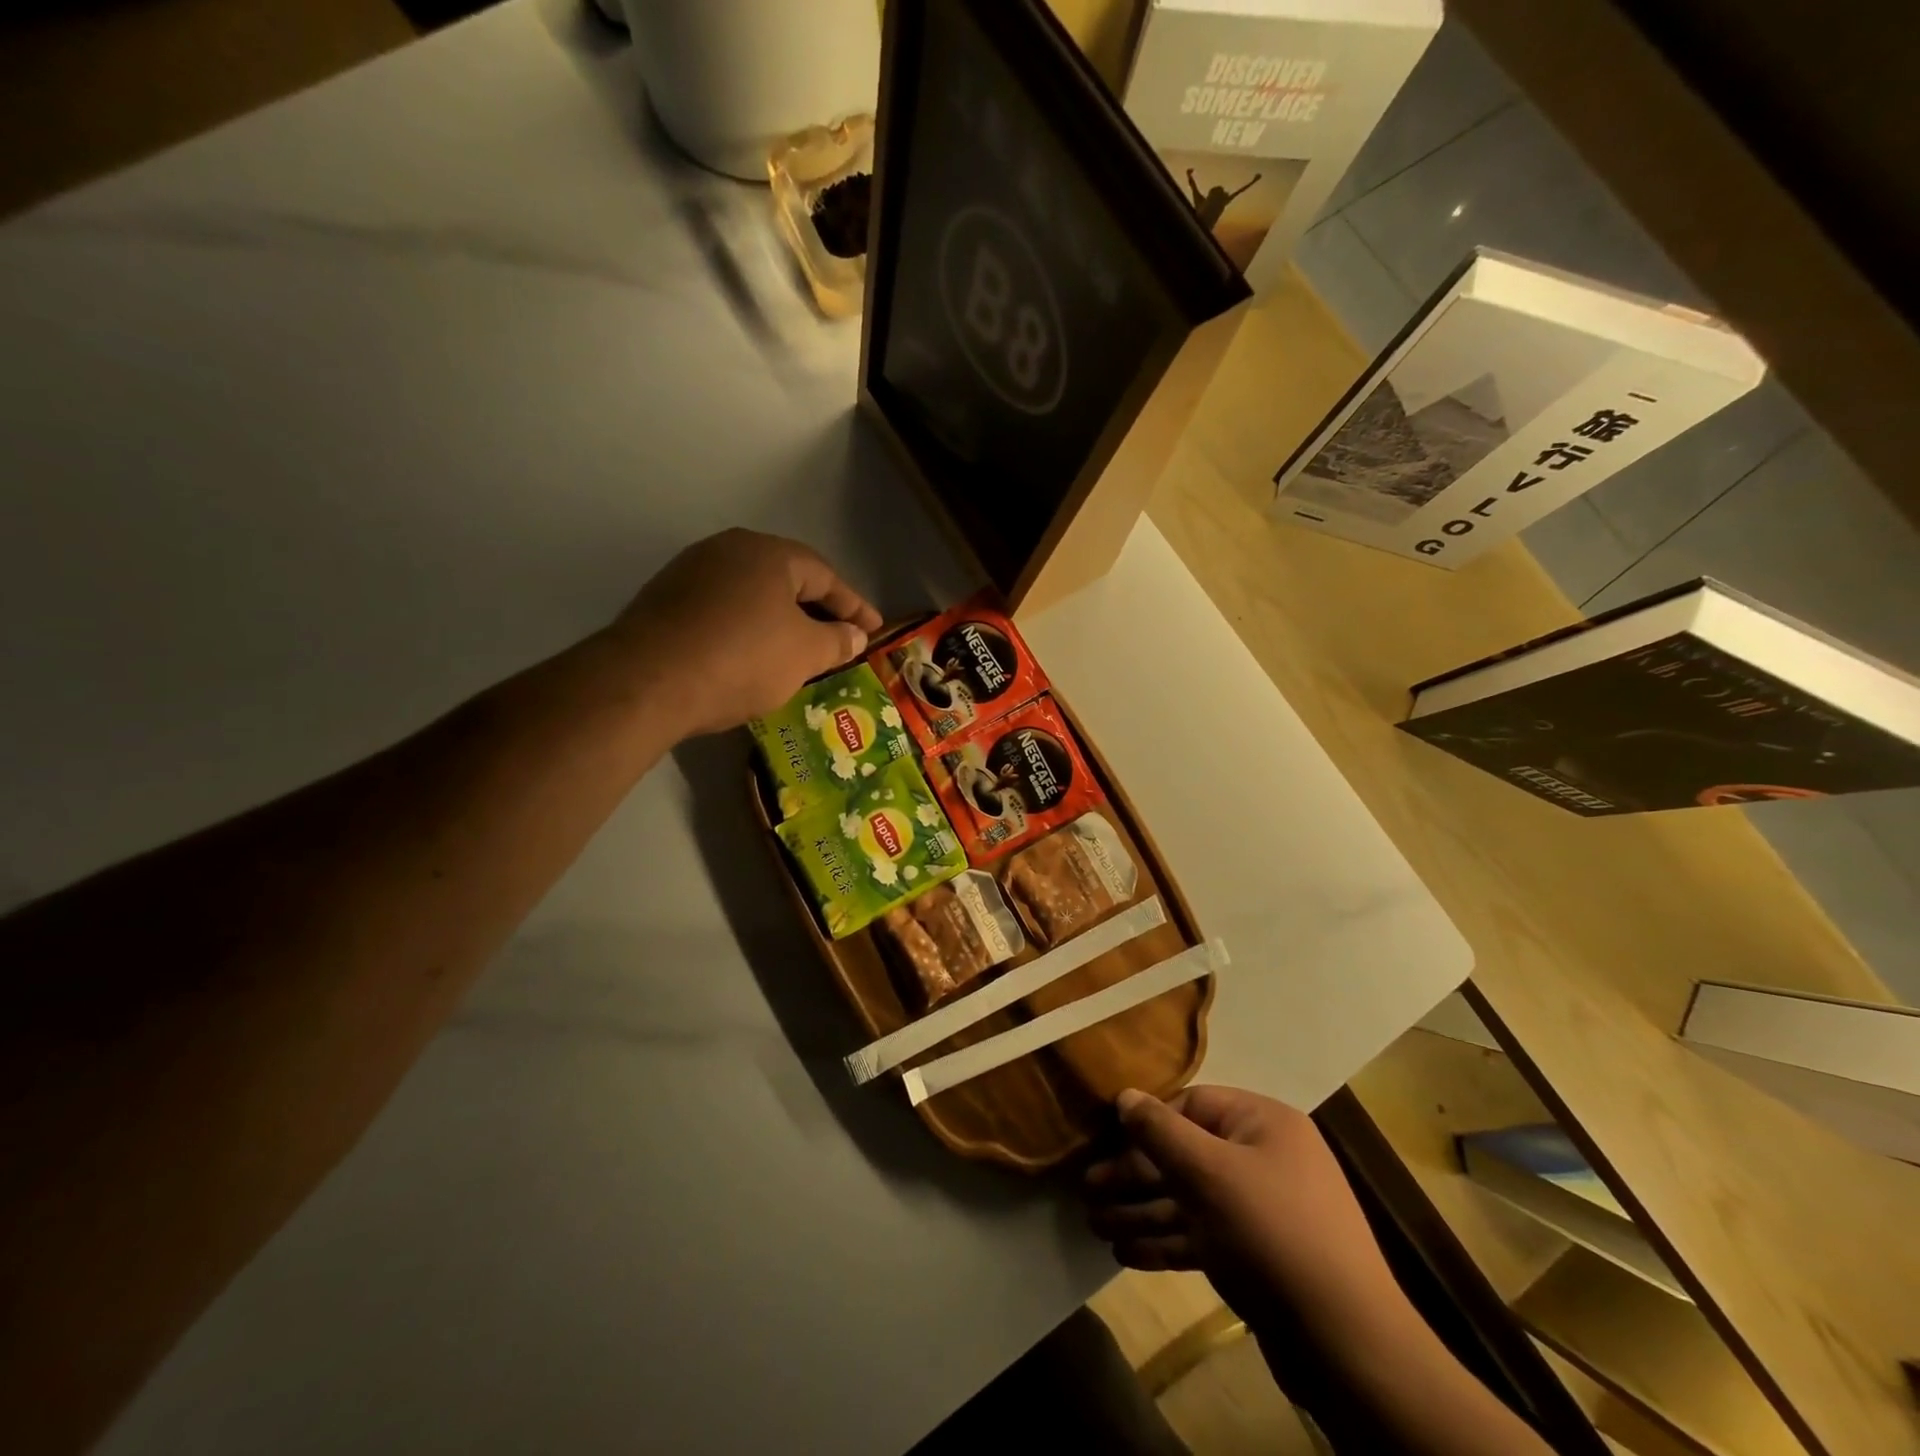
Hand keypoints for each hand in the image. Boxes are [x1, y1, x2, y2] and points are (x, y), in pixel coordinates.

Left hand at [606, 529, 882, 737]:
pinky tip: (752, 655)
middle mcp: (728, 550)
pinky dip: (747, 629)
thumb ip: (837, 641)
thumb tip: (855, 635)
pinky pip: (723, 610)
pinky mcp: (665, 600)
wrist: (648, 680)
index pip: (825, 576)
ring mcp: (691, 572)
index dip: (855, 606)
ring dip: (780, 621)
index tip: (874, 630)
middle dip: (817, 611)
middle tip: (840, 639)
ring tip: (799, 650)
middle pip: (787, 580)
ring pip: (752, 595)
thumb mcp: (804, 654)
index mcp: (769, 553)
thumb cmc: (742, 659)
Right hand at [1084, 1086, 1409, 1361]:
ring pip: (1188, 1200)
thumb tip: (1125, 1095)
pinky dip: (1164, 1241)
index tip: (1104, 1140)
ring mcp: (1260, 1210)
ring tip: (1094, 1224)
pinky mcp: (1255, 1258)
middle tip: (1087, 1188)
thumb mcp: (1210, 1173)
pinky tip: (1124, 1252)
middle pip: (1185, 1155)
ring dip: (1141, 1210)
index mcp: (1262, 1124)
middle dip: (1134, 1174)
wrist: (1349, 1348)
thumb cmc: (1273, 1233)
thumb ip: (1161, 1131)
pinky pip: (1201, 1236)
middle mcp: (1263, 1158)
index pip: (1192, 1105)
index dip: (1147, 1122)